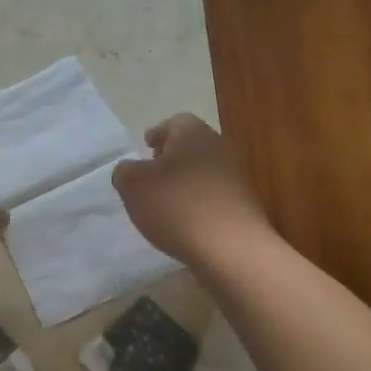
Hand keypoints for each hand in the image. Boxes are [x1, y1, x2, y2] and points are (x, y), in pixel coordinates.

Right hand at [112, 114, 268, 265]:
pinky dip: (199, 202)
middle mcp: (220, 148)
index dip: (157, 133)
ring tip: (166, 203)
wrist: (231, 248)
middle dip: (171, 158)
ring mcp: (237, 177)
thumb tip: (130, 170)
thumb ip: (124, 172)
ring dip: (186, 182)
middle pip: (192, 146)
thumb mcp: (132, 185)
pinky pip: (215, 196)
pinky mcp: (245, 205)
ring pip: (204, 171)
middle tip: (152, 174)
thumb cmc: (176, 206)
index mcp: (193, 134)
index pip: (175, 122)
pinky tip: (186, 222)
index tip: (145, 146)